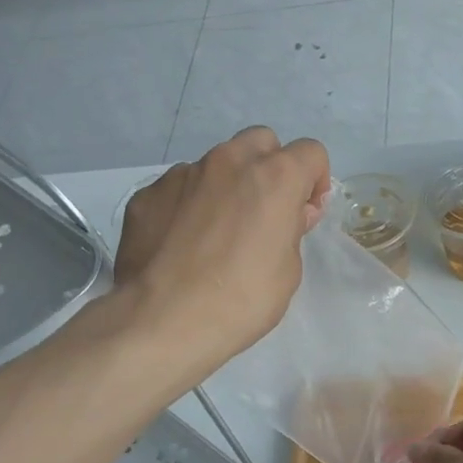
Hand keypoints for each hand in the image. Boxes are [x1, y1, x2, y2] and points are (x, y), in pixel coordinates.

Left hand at [115, 128, 329, 382]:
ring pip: (215, 165)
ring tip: (216, 234)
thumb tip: (290, 213)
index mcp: (273, 176)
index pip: (311, 152)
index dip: (314, 181)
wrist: (163, 319)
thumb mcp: (288, 271)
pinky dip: (187, 207)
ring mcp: (182, 174)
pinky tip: (181, 246)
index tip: (305, 213)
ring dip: (225, 187)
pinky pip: (178, 190)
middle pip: (261, 142)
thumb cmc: (241, 300)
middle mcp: (228, 161)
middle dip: (269, 169)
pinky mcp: (147, 194)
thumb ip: (292, 230)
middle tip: (263, 213)